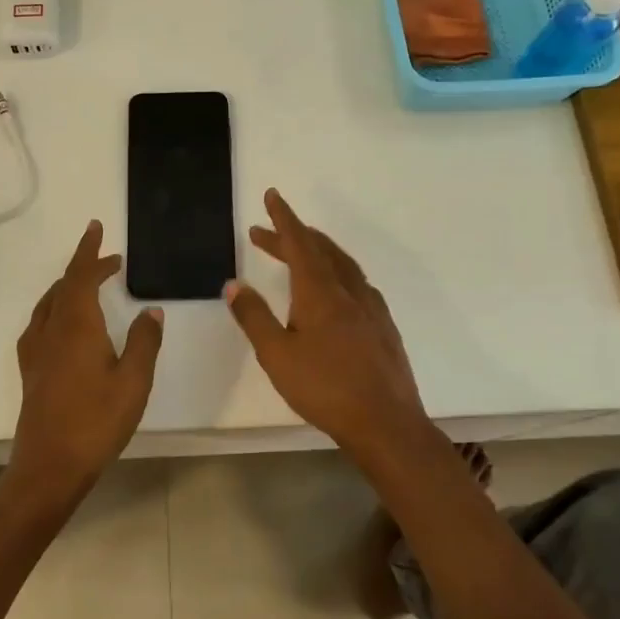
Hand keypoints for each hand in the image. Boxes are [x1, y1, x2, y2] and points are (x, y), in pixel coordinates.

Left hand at [7, 220, 164, 510]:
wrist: (49, 466)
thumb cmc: (96, 422)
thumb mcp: (134, 381)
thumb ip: (144, 341)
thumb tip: (151, 309)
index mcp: (76, 325)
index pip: (81, 275)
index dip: (90, 250)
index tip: (97, 228)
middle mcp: (52, 329)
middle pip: (65, 285)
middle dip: (85, 266)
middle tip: (109, 260)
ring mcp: (36, 350)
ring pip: (50, 303)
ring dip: (69, 286)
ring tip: (89, 284)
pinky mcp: (31, 369)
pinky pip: (41, 322)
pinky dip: (56, 308)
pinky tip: (63, 323)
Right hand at [224, 189, 430, 456]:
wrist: (386, 423)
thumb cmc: (325, 388)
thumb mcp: (277, 354)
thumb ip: (254, 317)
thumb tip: (233, 284)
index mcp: (320, 292)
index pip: (299, 243)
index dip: (283, 218)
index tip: (272, 195)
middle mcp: (348, 291)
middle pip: (319, 250)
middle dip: (292, 236)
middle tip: (264, 233)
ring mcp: (371, 307)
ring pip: (342, 264)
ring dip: (317, 251)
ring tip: (298, 251)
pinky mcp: (383, 325)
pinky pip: (356, 282)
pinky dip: (336, 271)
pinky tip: (334, 288)